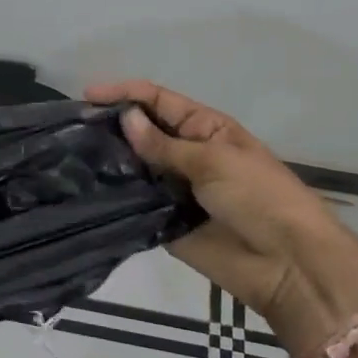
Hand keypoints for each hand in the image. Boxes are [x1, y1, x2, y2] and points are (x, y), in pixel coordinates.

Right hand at [86, 79, 357, 357]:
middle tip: (72, 129)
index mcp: (205, 128)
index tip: (88, 95)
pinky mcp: (164, 223)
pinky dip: (115, 198)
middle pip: (141, 132)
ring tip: (70, 157)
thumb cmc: (259, 197)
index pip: (158, 100)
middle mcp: (185, 154)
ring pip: (134, 168)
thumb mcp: (213, 160)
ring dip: (109, 162)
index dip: (125, 93)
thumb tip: (124, 119)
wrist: (287, 265)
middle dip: (111, 127)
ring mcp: (173, 189)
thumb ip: (164, 144)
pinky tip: (85, 190)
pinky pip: (135, 205)